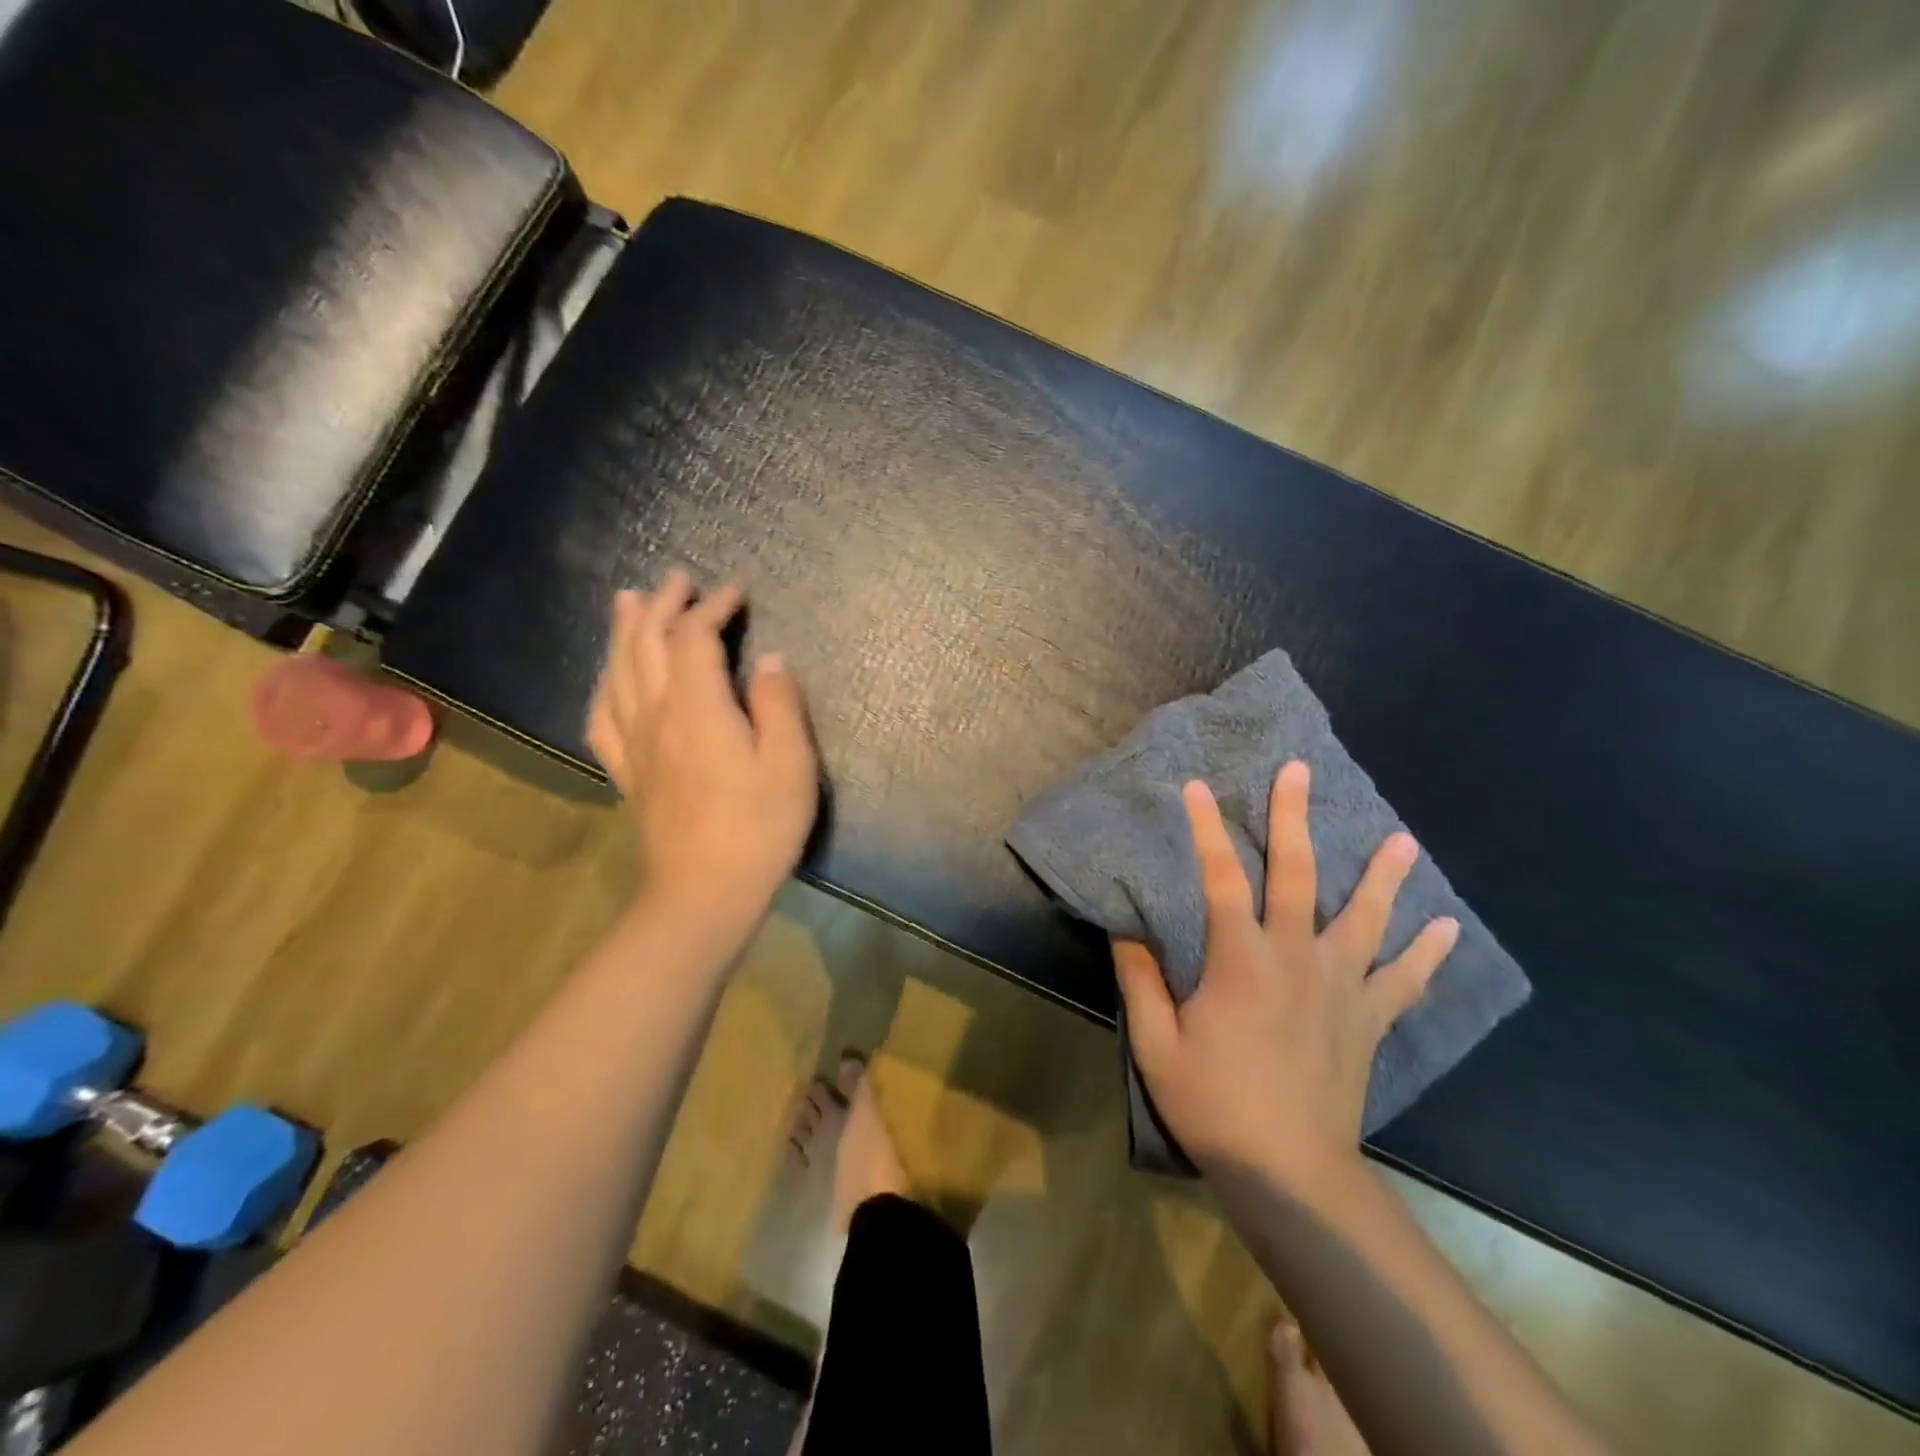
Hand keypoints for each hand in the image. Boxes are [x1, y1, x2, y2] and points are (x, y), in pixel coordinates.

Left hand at [587, 569, 817, 926]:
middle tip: (676, 579)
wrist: (705, 892)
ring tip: (628, 602)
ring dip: (624, 631)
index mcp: (698, 708)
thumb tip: (771, 660)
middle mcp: (656, 715)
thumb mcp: (790, 764)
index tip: (735, 592)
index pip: (694, 639)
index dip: (712, 608)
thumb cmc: (759, 827)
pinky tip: (608, 677)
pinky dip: (604, 684)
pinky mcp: (627, 771)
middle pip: (645, 644)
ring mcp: (634, 744)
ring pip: (617, 672)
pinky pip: (602, 716)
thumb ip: (780, 705)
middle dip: (661, 605)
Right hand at [1113, 762, 1458, 1194]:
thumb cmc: (1214, 1104)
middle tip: (1299, 772)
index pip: (1220, 877)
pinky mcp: (1368, 1020)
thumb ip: (1141, 981)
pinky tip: (1449, 927)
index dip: (1206, 828)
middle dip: (1294, 818)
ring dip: (1384, 876)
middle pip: (1298, 875)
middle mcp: (1296, 958)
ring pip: (1366, 919)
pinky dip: (1426, 954)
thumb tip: (1126, 929)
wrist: (1290, 1173)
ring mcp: (1341, 987)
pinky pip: (1404, 981)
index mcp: (1240, 960)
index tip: (1197, 787)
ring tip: (1402, 839)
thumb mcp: (1157, 1044)